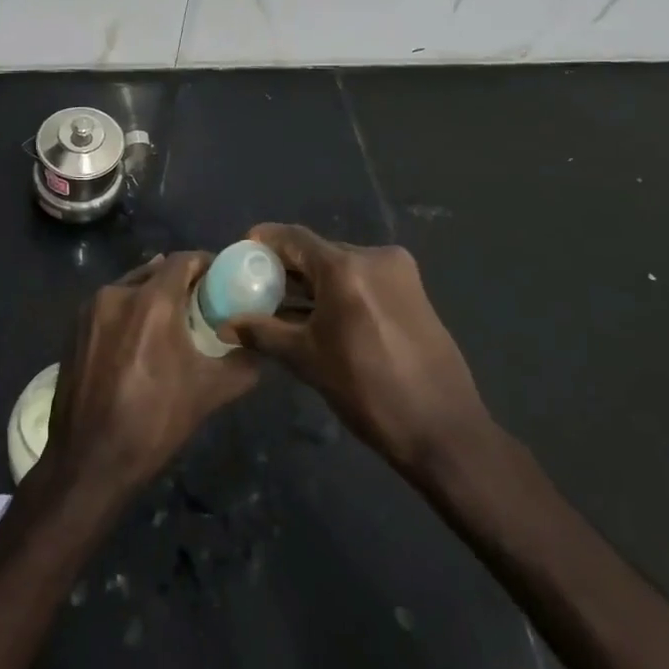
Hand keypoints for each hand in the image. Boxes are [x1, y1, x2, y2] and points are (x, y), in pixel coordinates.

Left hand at [40, 252, 259, 500]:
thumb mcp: (209, 393)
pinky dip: (128, 312)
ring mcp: (89, 310)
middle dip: (179, 281)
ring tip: (169, 322)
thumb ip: (242, 364)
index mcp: (152, 300)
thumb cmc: (154, 421)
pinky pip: (109, 307)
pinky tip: (137, 340)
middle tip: (199, 302)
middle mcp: (117, 293)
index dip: (205, 263)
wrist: (89, 461)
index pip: (183, 259)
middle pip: (156, 271)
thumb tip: (259, 350)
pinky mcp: (73, 329)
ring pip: (129, 287)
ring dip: (151, 296)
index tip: (221, 278)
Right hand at [231, 224, 494, 478]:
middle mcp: (374, 256)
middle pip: (319, 251)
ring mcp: (399, 271)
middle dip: (289, 267)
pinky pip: (365, 279)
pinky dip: (341, 290)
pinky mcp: (414, 290)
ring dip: (315, 282)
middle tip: (260, 285)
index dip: (266, 240)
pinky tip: (323, 316)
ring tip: (287, 305)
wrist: (442, 429)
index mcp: (346, 267)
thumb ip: (263, 333)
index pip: (294, 238)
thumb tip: (225, 324)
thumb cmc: (368, 392)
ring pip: (343, 266)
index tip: (243, 250)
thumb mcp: (308, 360)